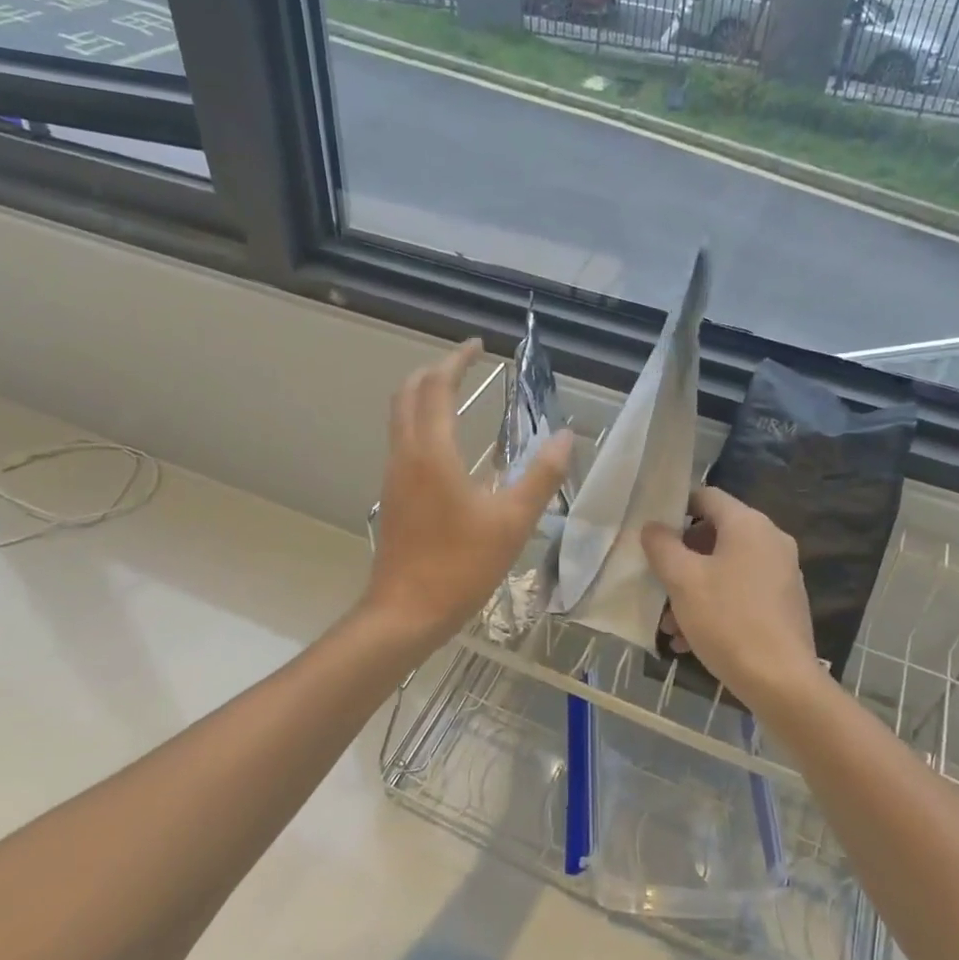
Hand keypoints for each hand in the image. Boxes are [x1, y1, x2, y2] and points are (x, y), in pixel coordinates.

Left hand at [363, 339, 574, 647]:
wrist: (404, 613)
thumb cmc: (460, 565)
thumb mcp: (513, 521)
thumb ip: (541, 476)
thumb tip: (565, 436)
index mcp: (432, 452)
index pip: (437, 386)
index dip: (456, 360)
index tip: (479, 346)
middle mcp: (406, 454)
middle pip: (408, 393)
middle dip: (435, 370)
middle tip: (467, 363)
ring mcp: (394, 475)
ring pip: (400, 416)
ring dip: (425, 395)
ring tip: (458, 393)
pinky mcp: (393, 495)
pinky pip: (403, 440)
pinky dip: (422, 421)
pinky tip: (448, 444)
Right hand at [642, 487, 823, 710]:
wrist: (782, 682)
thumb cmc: (727, 620)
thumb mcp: (682, 580)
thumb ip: (662, 546)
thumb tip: (653, 527)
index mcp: (748, 524)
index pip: (707, 496)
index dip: (675, 508)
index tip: (652, 533)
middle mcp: (770, 541)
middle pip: (715, 535)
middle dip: (681, 560)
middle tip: (656, 584)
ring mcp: (781, 574)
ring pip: (725, 569)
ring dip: (693, 589)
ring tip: (668, 625)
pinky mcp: (784, 604)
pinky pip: (741, 593)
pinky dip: (715, 606)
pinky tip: (691, 640)